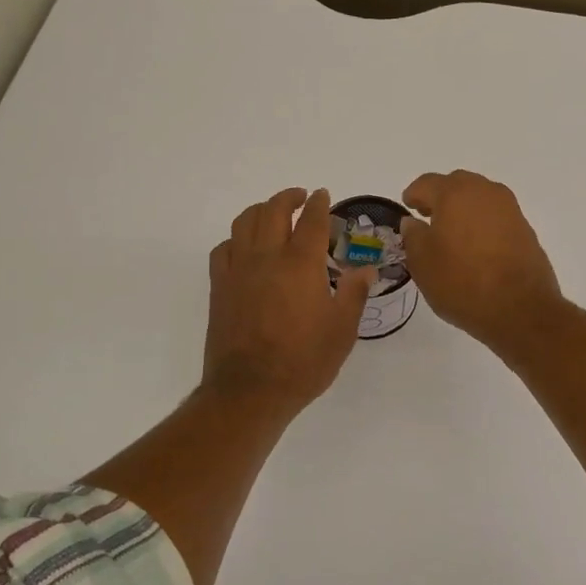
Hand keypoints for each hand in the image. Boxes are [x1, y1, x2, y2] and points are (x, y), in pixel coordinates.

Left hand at [203, 187, 377, 419]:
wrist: (250, 390)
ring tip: (272, 213)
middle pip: (273, 211)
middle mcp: (267, 257)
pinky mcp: (219, 287)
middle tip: (301, 197)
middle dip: (288, 197)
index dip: (319, 204)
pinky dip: (236, 239)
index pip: (311, 220)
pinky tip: (244, 247)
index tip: (323, 195)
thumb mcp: (342, 331)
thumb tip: (366, 270)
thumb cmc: (303, 362)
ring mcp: (239, 270)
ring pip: (244, 222)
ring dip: (260, 210)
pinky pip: (223, 249)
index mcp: (301, 264)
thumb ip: (354, 294)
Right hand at [401, 170, 563, 352]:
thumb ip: (413, 236)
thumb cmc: (462, 283)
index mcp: (455, 194)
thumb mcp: (422, 263)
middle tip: (428, 217)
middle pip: (456, 184)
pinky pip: (496, 216)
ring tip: (452, 234)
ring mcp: (509, 209)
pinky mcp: (525, 228)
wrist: (521, 309)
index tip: (407, 207)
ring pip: (479, 198)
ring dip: (463, 208)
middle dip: (440, 197)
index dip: (413, 195)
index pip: (427, 183)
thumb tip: (412, 222)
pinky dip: (482, 223)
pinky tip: (475, 246)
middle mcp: (485, 192)